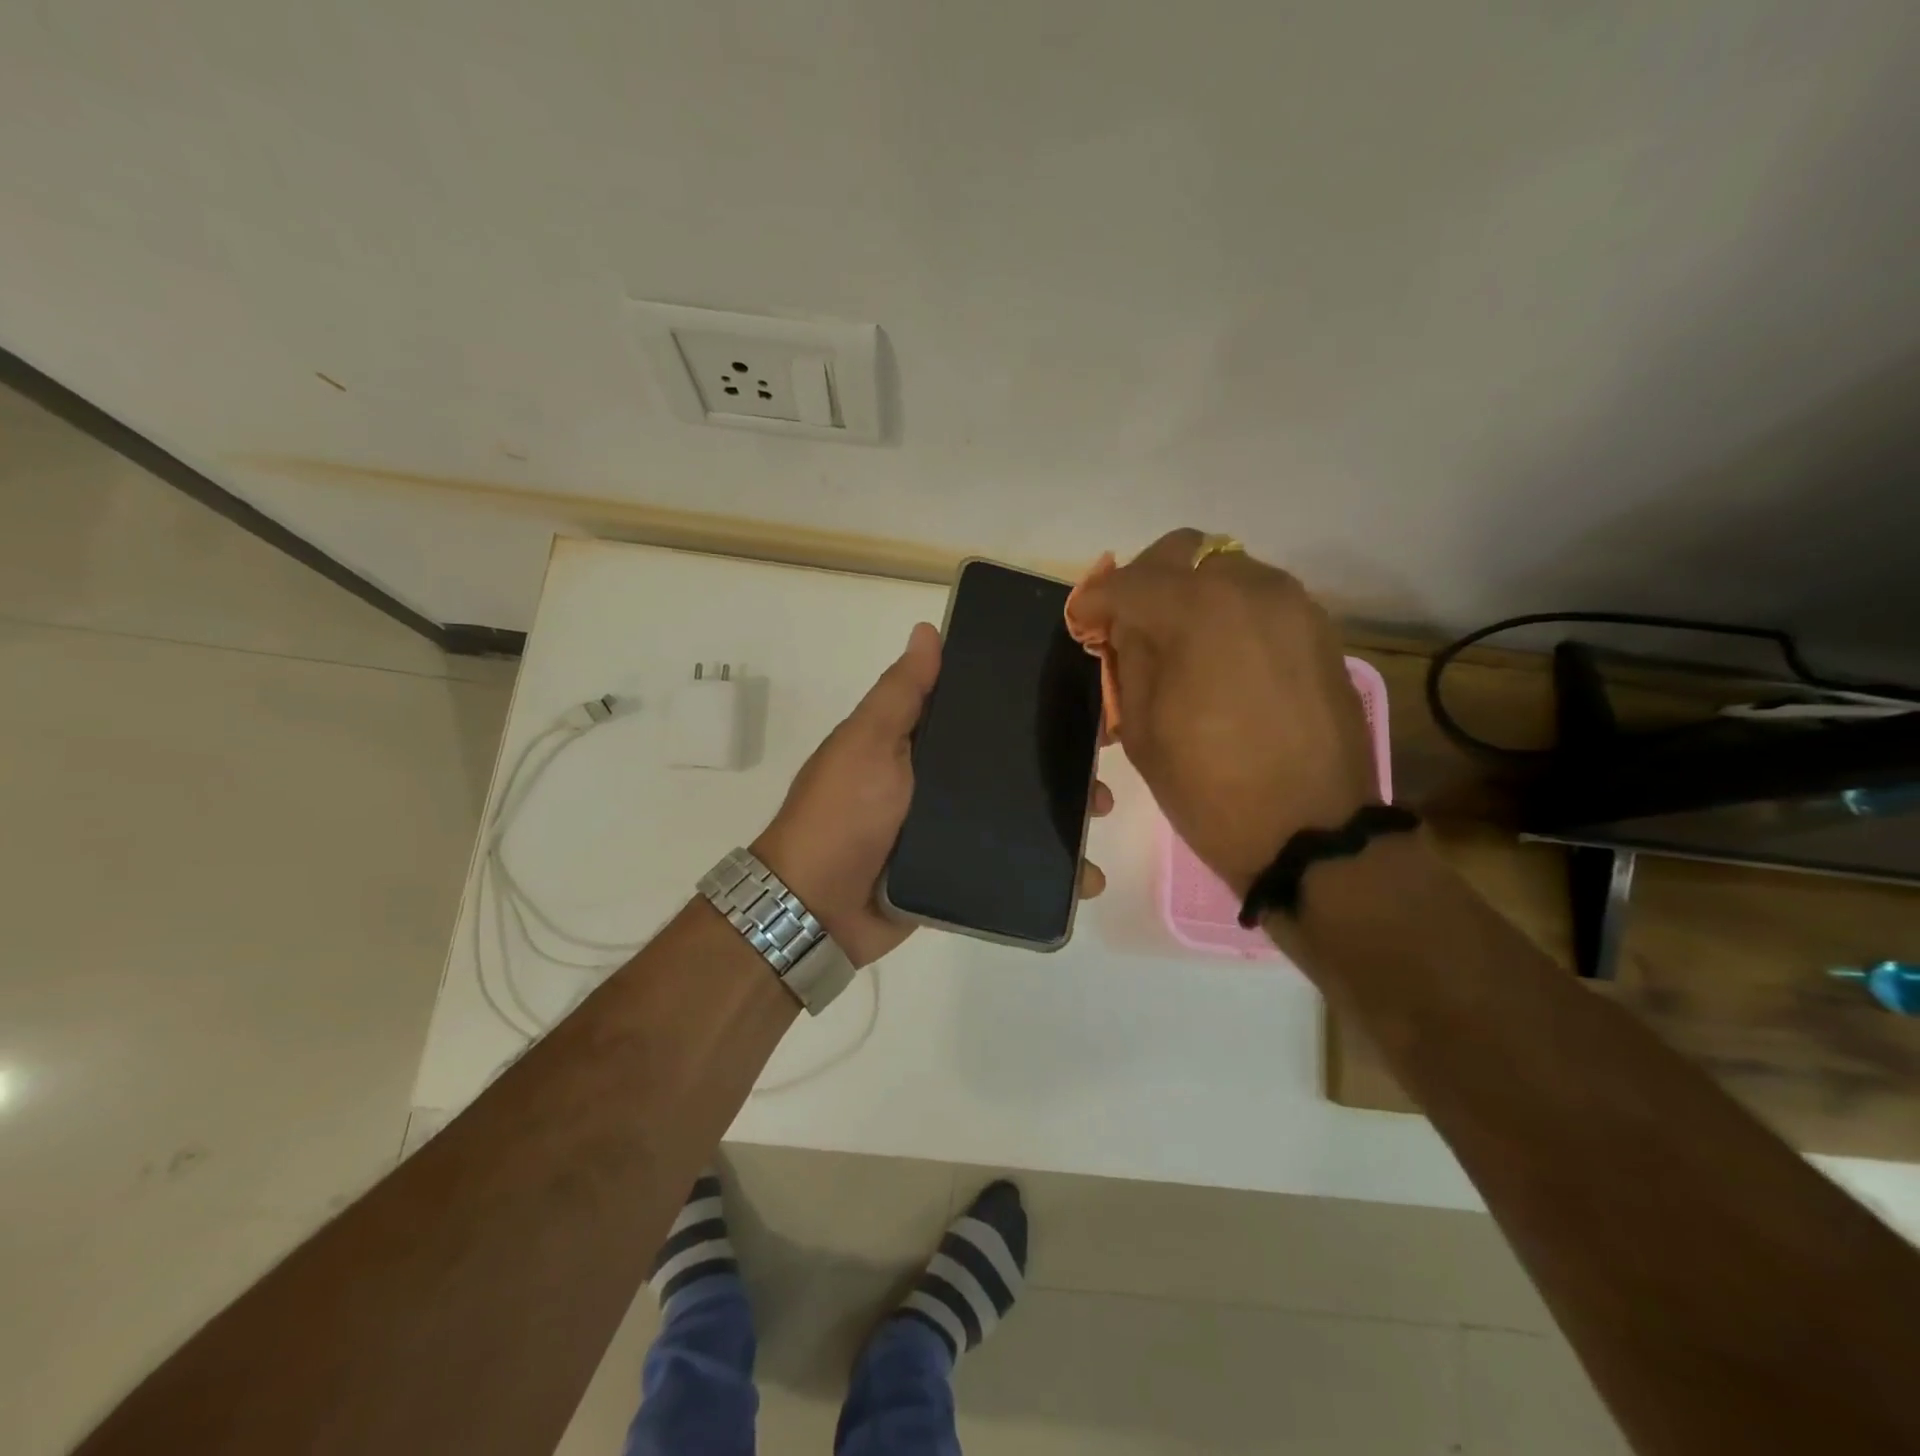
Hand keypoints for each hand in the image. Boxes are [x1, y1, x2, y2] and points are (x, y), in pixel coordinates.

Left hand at [754, 621, 1111, 966]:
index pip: (980, 712)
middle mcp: (938, 780)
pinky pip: (1009, 863)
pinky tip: (1085, 876)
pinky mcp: (960, 871)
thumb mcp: (868, 743)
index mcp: (918, 742)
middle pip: (1009, 764)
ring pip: (1018, 813)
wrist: (816, 908)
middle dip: (1057, 763)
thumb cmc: (843, 813)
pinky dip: (1047, 869)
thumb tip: (927, 629)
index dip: (1024, 703)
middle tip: (1101, 765)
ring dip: (1062, 814)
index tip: (1075, 697)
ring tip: (1099, 816)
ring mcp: (951, 828)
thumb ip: (901, 694)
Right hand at [1070, 529, 1377, 894]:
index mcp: (1196, 610)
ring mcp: (1293, 605)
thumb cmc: (1209, 788)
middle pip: (1182, 552)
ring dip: (1189, 593)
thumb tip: (1124, 627)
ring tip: (1175, 642)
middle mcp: (1250, 587)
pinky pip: (1259, 598)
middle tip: (1127, 625)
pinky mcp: (1319, 630)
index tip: (1081, 623)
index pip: (1127, 582)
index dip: (1094, 601)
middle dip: (1145, 581)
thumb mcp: (1140, 727)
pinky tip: (1218, 656)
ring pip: (1224, 570)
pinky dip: (1228, 612)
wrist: (1311, 833)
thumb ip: (1127, 659)